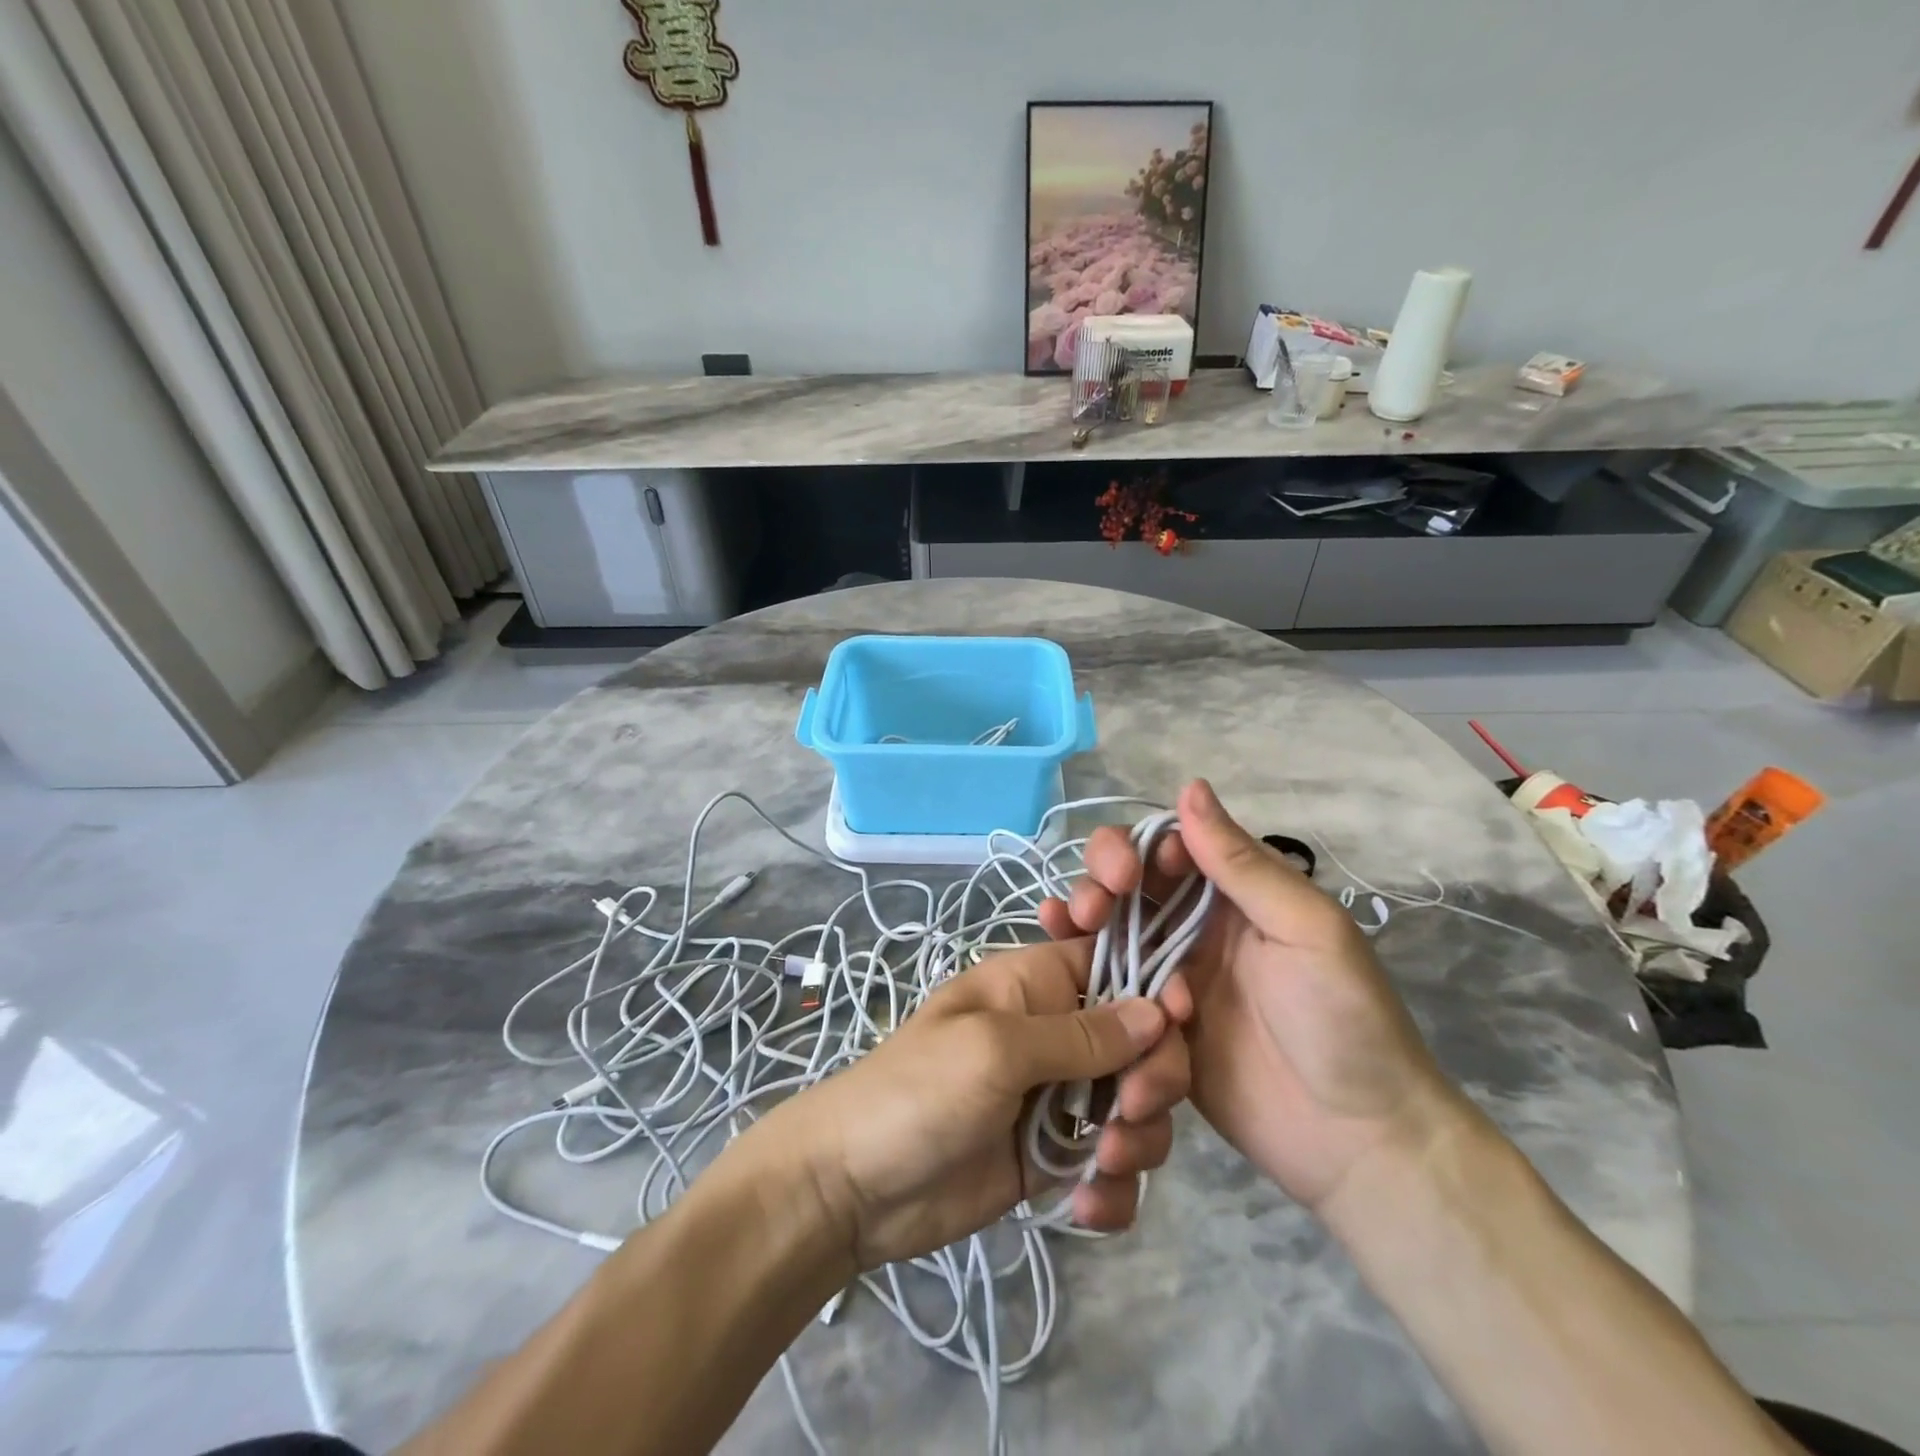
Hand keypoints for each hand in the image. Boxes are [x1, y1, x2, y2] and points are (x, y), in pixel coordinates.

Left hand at [746, 937, 1190, 1271]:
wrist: (854, 1187)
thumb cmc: (919, 1092)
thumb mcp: (997, 1049)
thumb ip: (1081, 1034)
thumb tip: (1159, 1010)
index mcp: (1037, 984)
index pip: (1116, 965)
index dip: (1155, 990)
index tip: (1178, 1026)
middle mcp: (1055, 1033)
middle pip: (1141, 1041)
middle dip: (1151, 1079)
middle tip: (1127, 1114)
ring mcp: (1057, 1097)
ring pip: (1136, 1105)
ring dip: (1136, 1140)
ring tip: (1100, 1166)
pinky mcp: (1054, 1156)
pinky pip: (1113, 1164)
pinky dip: (1113, 1188)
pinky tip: (1085, 1209)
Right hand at [1038, 779, 1471, 1216]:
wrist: (1359, 1145)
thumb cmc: (1344, 1021)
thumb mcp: (1306, 929)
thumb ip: (1242, 864)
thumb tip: (1189, 785)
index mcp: (1235, 895)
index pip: (1169, 847)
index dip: (1135, 848)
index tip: (1124, 874)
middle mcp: (1197, 927)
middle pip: (1129, 885)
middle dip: (1099, 882)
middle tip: (1090, 910)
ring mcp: (1172, 976)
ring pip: (1111, 931)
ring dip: (1082, 919)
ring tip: (1062, 927)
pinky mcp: (1154, 1026)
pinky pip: (1111, 988)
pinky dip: (1081, 971)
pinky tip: (1057, 965)